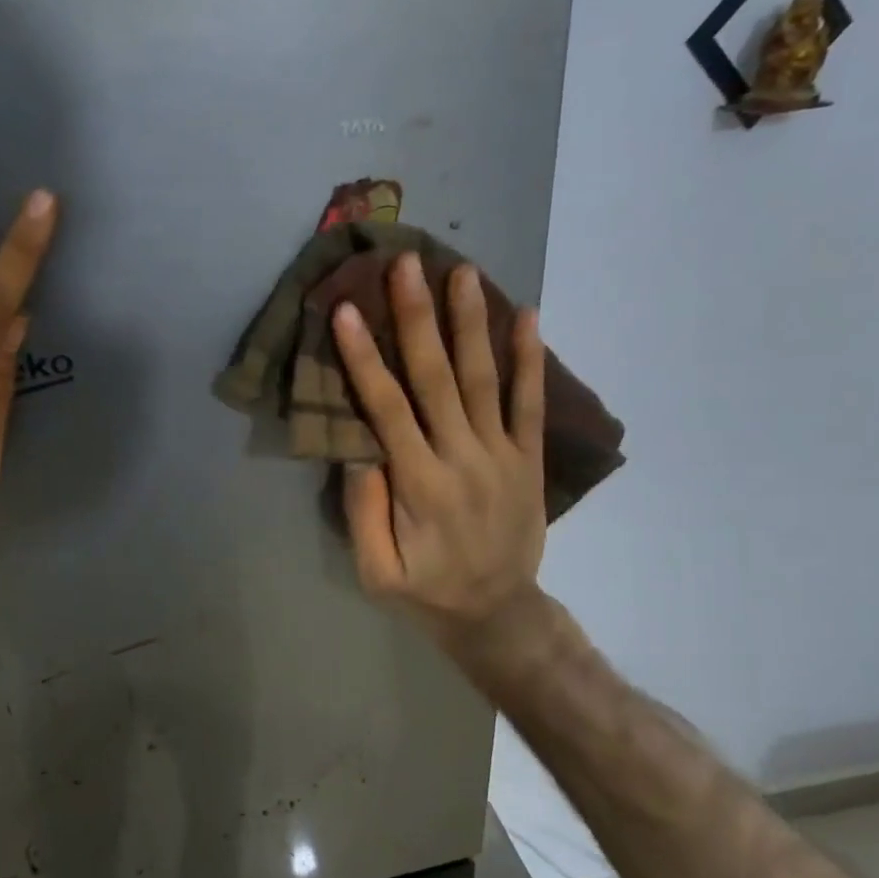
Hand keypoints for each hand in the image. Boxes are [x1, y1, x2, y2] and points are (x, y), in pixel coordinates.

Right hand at [332, 253, 546, 648]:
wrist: (497, 612)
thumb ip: (364, 512)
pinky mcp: (528, 458)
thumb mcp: (376, 571)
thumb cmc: (426, 591)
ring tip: (462, 270)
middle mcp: (462, 457)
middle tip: (407, 264)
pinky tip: (526, 315)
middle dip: (418, 317)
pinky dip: (529, 358)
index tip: (348, 310)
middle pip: (437, 377)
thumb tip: (358, 450)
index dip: (365, 357)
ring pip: (484, 378)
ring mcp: (502, 454)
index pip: (387, 408)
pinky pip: (530, 402)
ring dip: (471, 322)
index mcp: (420, 484)